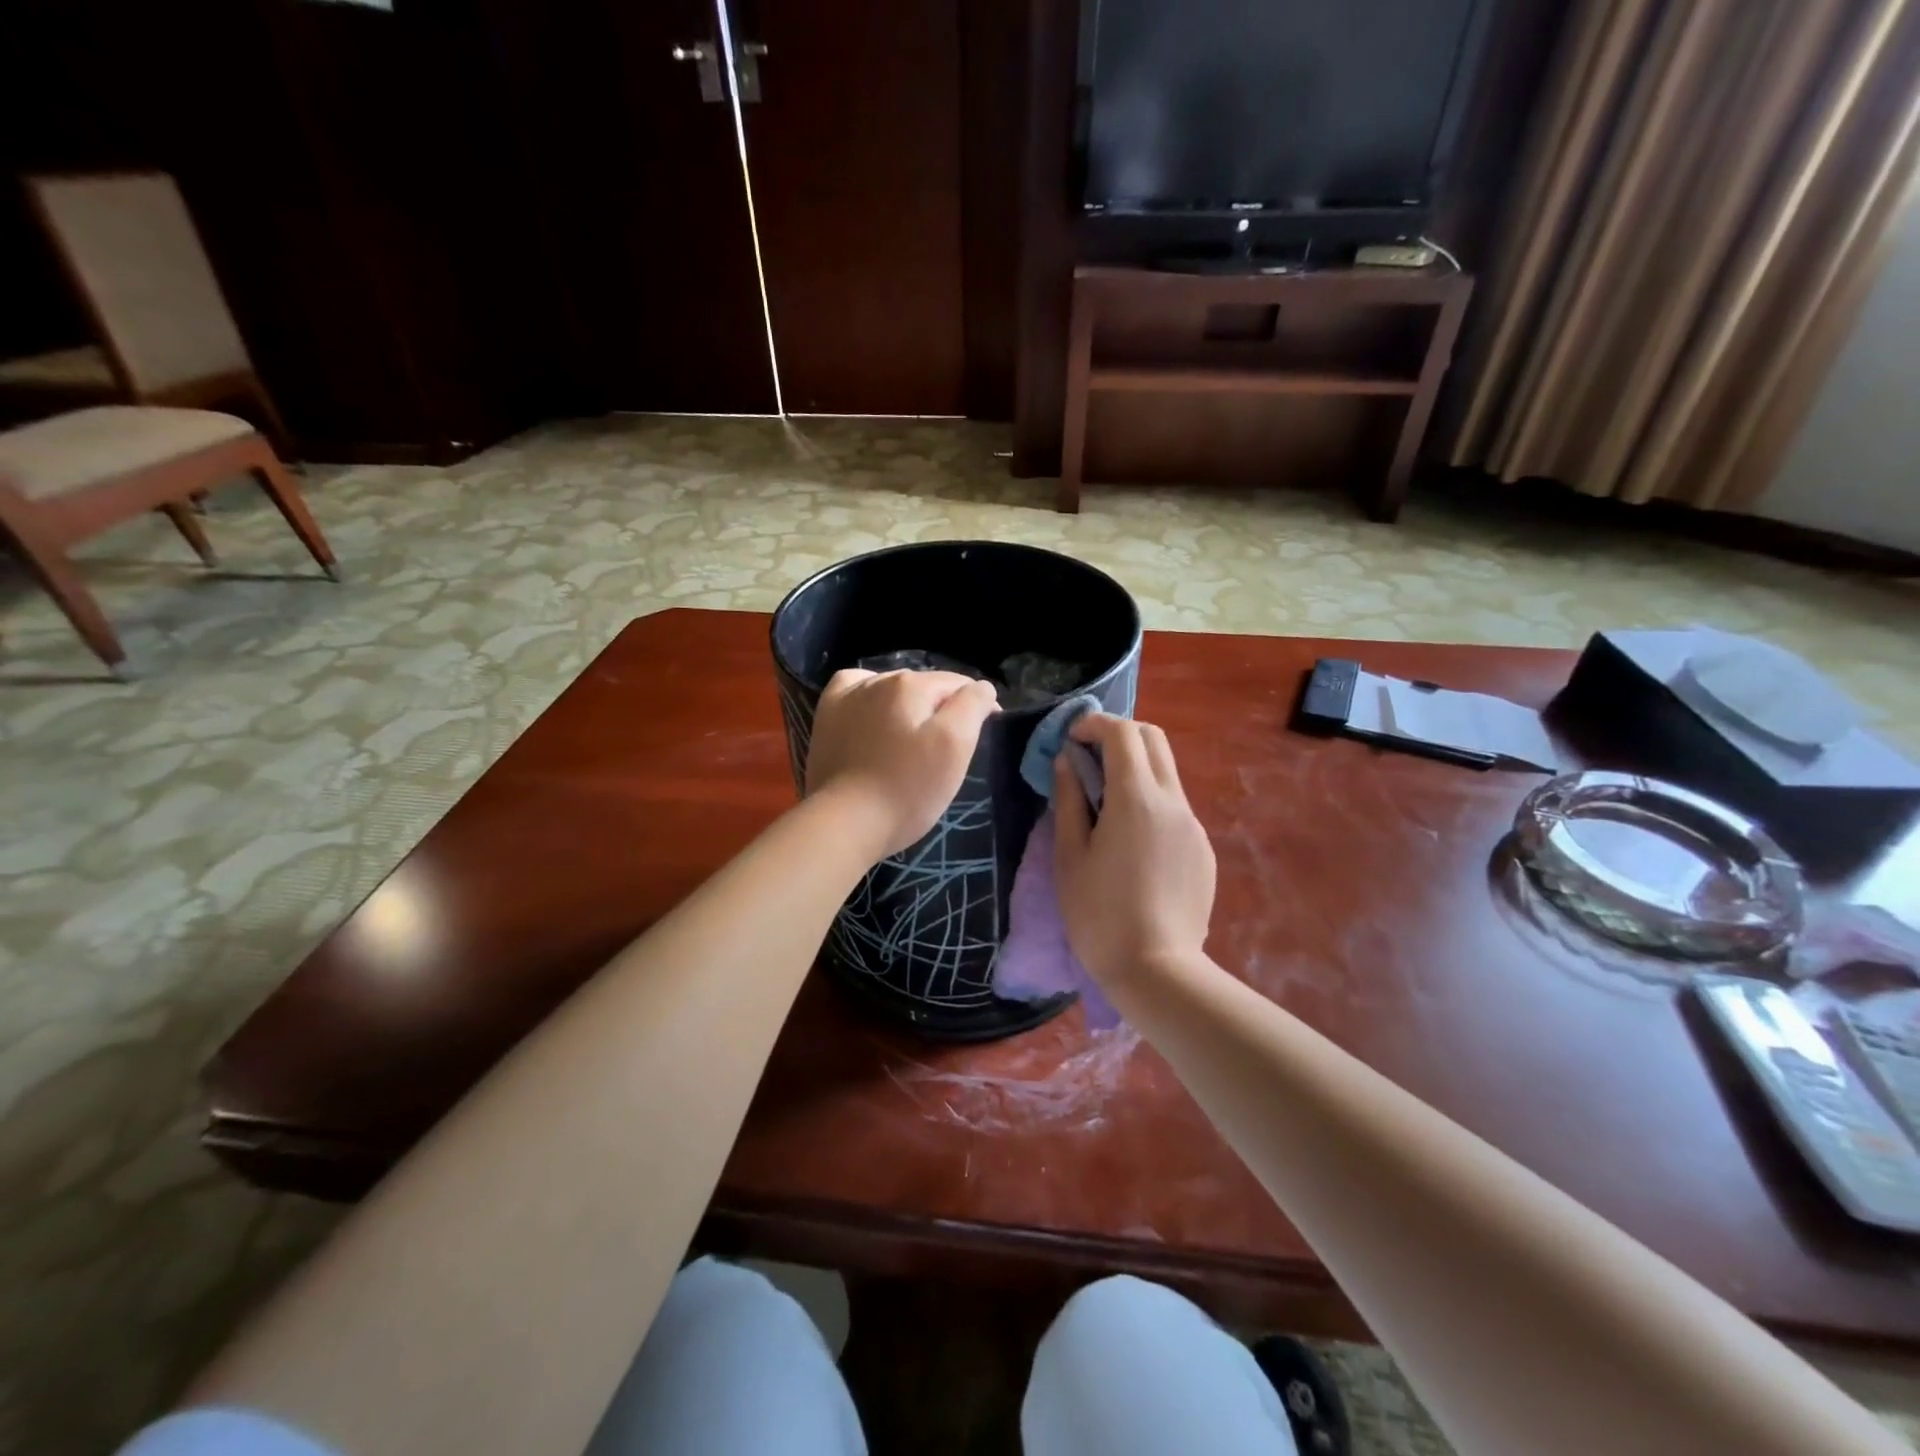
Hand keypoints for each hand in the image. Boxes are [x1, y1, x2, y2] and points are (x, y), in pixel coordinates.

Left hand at [805, 669, 998, 859]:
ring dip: (909, 705)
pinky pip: (854, 690)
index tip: (986, 733)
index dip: (978, 706)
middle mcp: (879, 680)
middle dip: (943, 707)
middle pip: (926, 686)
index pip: (960, 685)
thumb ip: (971, 706)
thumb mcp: (954, 747)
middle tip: (949, 747)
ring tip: (913, 736)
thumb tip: (981, 688)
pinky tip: (873, 713)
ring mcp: (848, 696)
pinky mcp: (827, 716)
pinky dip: (870, 696)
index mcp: (913, 685)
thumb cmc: (907, 789)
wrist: (845, 822)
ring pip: (893, 688)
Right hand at [1053, 714, 1215, 988]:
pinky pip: (1175, 807)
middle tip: (1089, 757)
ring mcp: (1193, 824)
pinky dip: (1150, 800)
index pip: (1123, 733)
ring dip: (1135, 767)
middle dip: (1120, 734)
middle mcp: (1172, 801)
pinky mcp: (1202, 848)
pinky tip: (1131, 841)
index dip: (1094, 725)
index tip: (1071, 739)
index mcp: (1136, 798)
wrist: (1157, 970)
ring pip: (1167, 772)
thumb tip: (1068, 762)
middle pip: (1153, 739)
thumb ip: (1069, 799)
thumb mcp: (1070, 855)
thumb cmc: (1099, 914)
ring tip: (1105, 801)